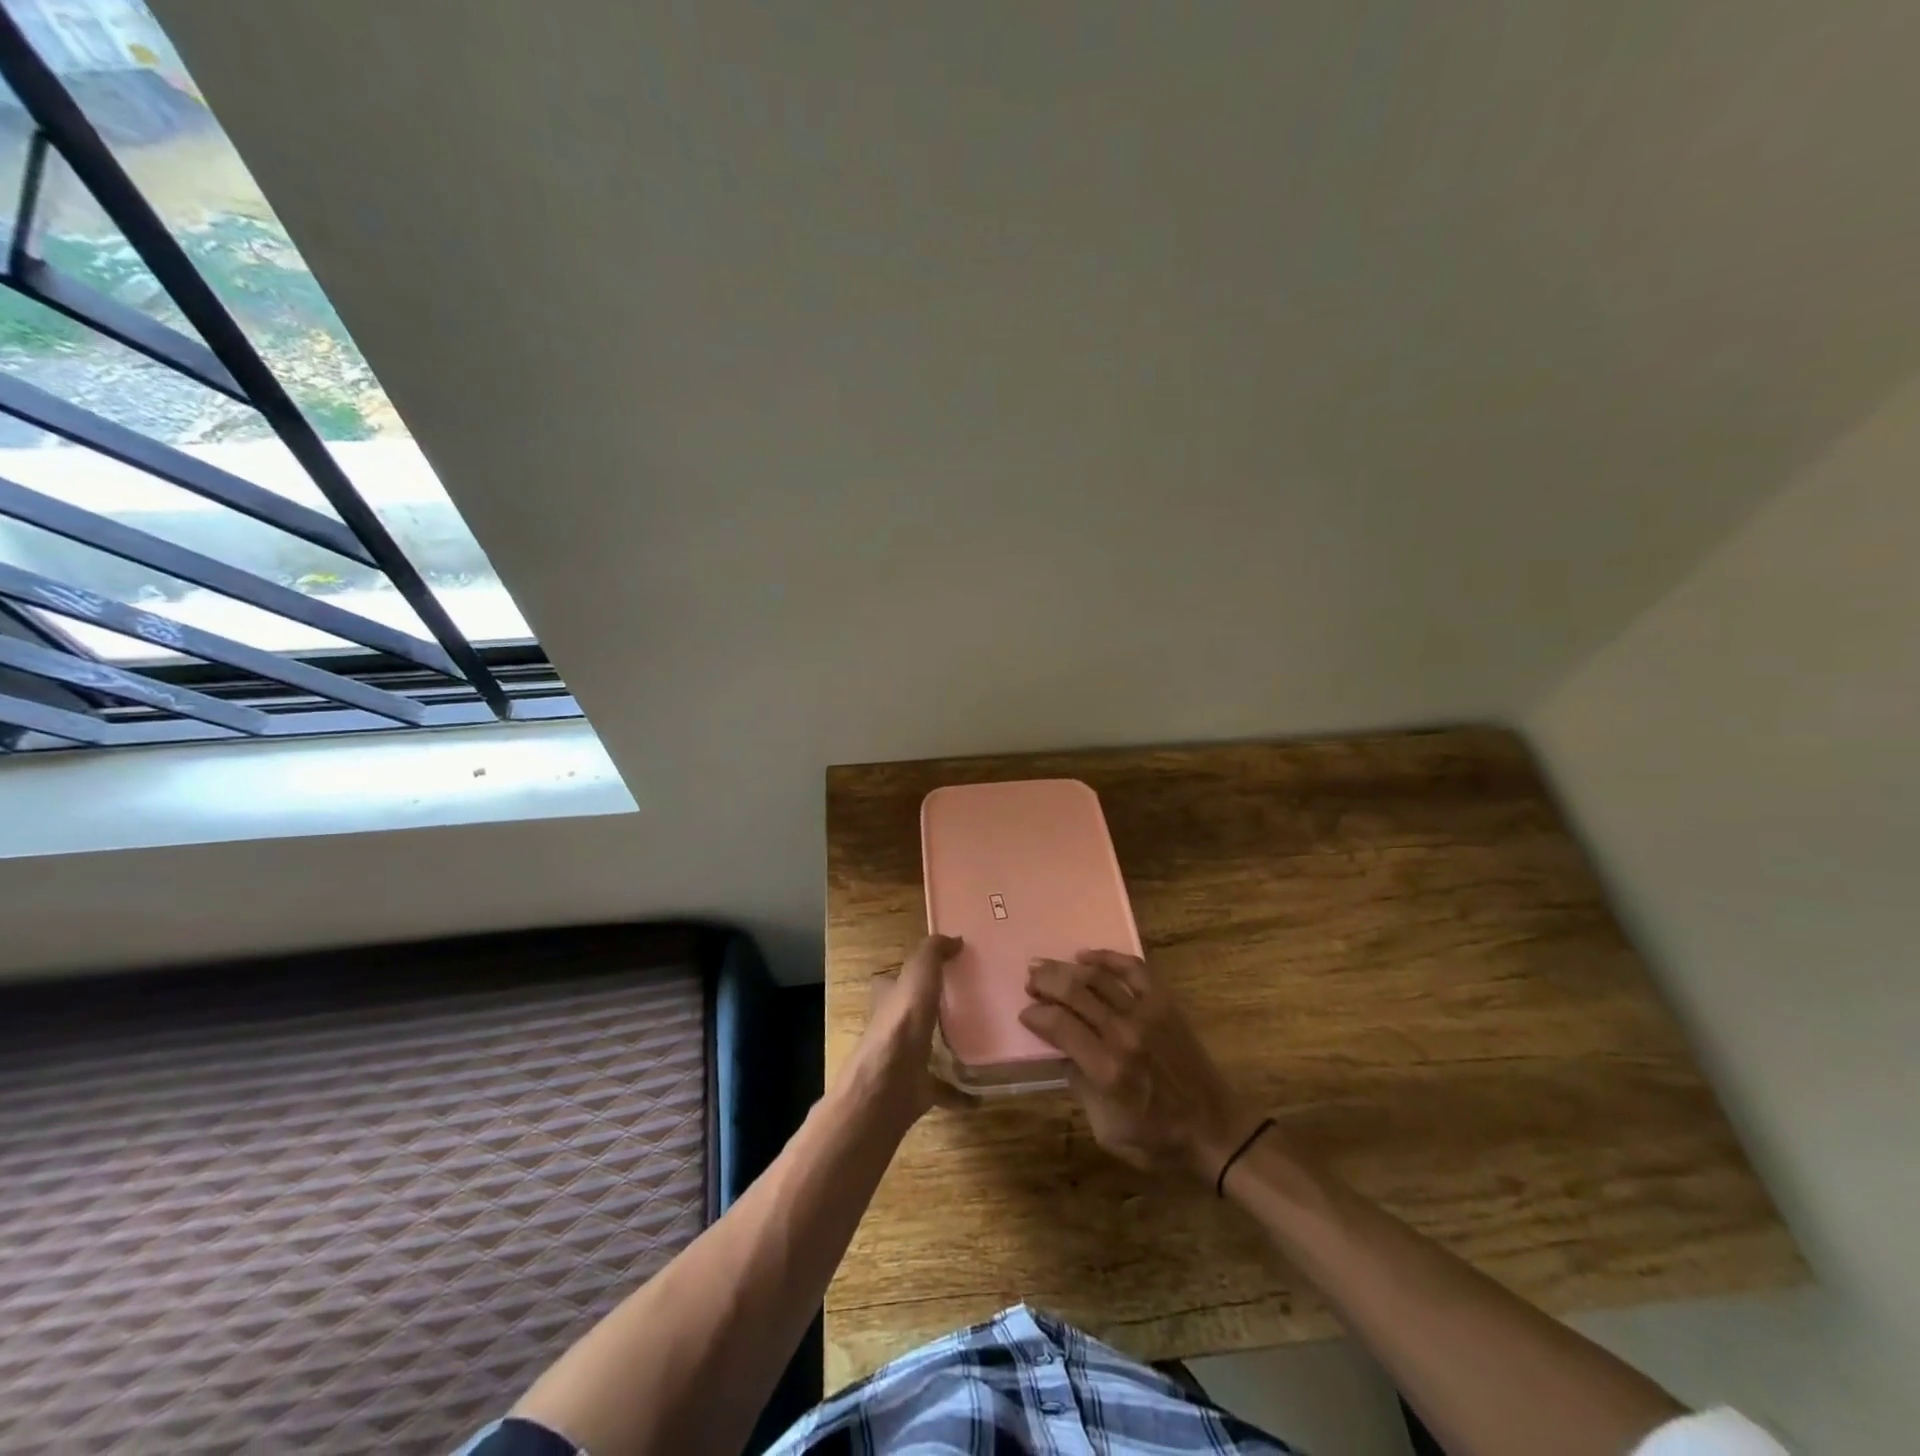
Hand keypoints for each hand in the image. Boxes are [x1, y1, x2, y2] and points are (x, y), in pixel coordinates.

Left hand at [840, 934, 963, 1129]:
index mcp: (890, 999)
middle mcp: (894, 1029)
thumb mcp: (917, 976)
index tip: (947, 967)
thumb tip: (954, 939)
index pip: (898, 979)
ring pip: (927, 1051)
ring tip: (982, 1042)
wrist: (885, 1088)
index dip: (916, 972)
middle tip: (971, 1004)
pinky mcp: (916, 1092)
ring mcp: (903, 1062)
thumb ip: (932, 953)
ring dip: (949, 1048)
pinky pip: (943, 1090)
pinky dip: (961, 1094)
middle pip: (914, 1014)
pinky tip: (982, 1094)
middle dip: (935, 1009)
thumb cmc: (901, 1026)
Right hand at [1020, 950, 1261, 1181]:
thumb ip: (1080, 1086)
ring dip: (1066, 968)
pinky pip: (1133, 969)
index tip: (1026, 1013)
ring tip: (1045, 965)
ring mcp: (1146, 1013)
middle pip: (1074, 992)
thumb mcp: (1106, 1129)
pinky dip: (1107, 957)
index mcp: (1106, 1069)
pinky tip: (1086, 956)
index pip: (1059, 1026)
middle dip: (1045, 982)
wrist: (1214, 1129)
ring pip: (1098, 977)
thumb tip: (1062, 1052)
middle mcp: (1123, 1033)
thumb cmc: (1156, 1138)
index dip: (1036, 1015)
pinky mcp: (1165, 1003)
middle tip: (1029, 980)